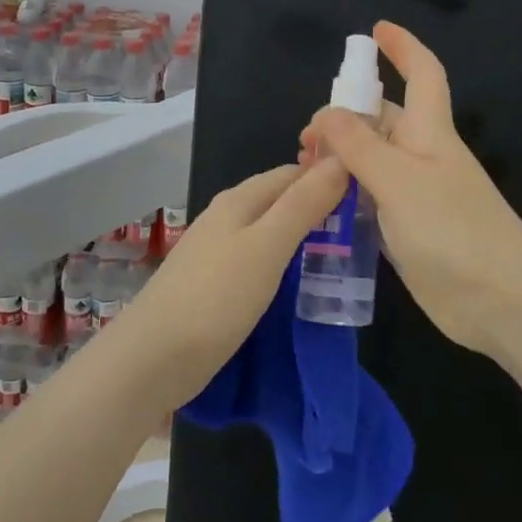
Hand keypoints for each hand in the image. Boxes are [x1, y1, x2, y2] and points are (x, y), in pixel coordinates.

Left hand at [110, 158, 350, 411]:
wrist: (151, 361)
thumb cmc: (214, 299)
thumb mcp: (267, 247)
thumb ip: (303, 204)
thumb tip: (341, 160)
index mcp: (239, 200)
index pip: (293, 172)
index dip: (329, 175)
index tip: (370, 191)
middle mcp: (227, 218)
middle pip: (281, 200)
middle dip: (319, 207)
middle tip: (365, 227)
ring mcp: (218, 253)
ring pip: (271, 232)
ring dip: (303, 238)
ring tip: (344, 254)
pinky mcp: (215, 286)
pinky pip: (260, 262)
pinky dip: (285, 265)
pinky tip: (303, 283)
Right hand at [299, 22, 521, 359]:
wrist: (499, 301)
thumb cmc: (454, 230)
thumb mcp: (400, 181)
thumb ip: (360, 147)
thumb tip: (327, 113)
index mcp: (431, 133)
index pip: (424, 74)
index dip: (403, 48)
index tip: (376, 30)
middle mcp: (424, 158)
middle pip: (385, 120)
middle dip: (346, 117)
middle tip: (304, 140)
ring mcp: (417, 196)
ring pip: (373, 163)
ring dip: (341, 160)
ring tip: (303, 172)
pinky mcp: (410, 231)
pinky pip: (373, 200)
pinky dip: (347, 196)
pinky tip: (320, 207)